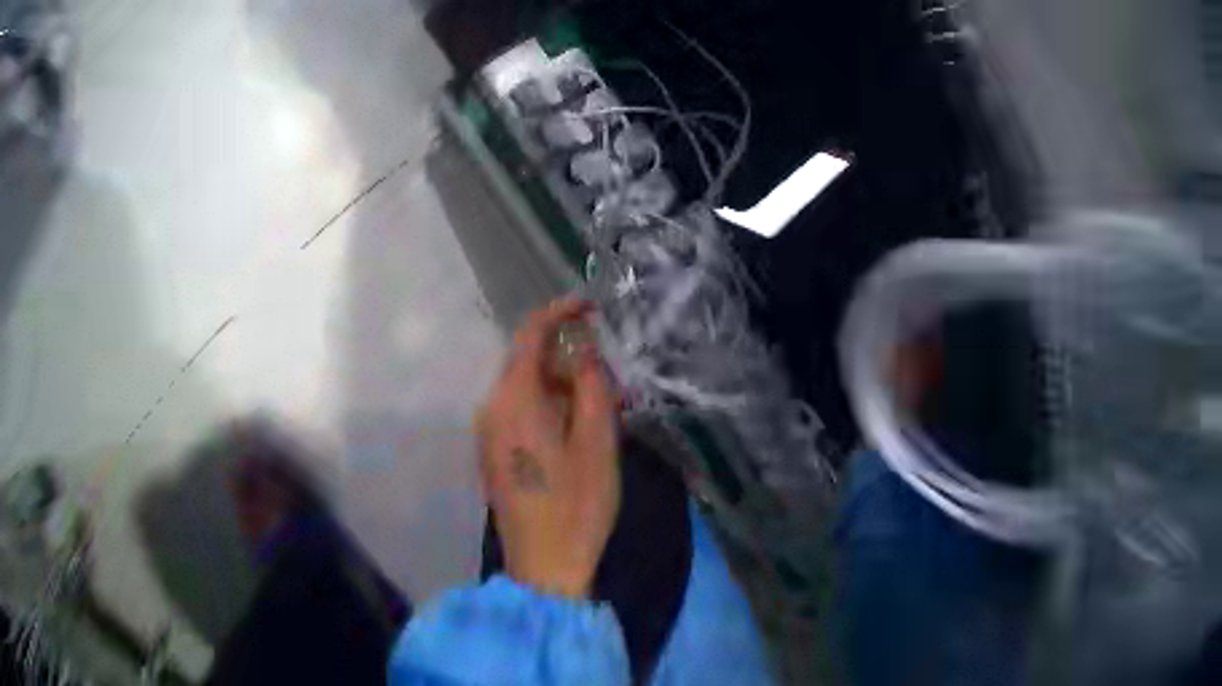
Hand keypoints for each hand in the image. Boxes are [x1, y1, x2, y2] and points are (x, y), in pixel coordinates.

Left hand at [476, 298, 619, 598]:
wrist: (544, 565)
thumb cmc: (577, 503)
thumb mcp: (597, 440)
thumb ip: (590, 383)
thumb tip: (583, 346)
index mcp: (513, 398)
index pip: (531, 334)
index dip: (561, 311)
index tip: (593, 307)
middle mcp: (490, 408)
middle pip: (526, 361)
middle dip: (567, 358)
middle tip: (610, 376)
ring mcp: (487, 433)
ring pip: (525, 389)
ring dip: (561, 386)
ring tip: (601, 405)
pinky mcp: (492, 453)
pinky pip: (519, 412)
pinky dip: (548, 407)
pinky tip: (576, 430)